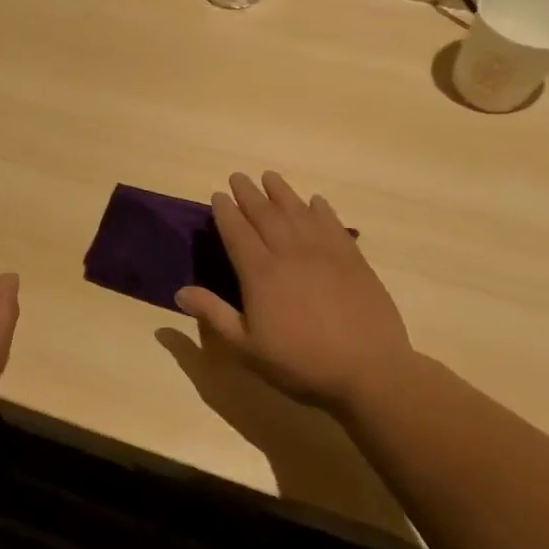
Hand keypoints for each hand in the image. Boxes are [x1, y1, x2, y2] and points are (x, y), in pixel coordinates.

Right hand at [175, 172, 412, 412]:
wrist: (370, 372)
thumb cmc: (301, 363)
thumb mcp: (247, 347)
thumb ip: (214, 314)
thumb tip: (179, 292)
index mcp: (260, 273)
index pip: (237, 232)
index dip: (225, 212)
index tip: (217, 195)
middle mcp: (290, 253)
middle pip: (265, 214)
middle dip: (249, 193)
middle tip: (238, 176)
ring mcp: (325, 253)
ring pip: (298, 212)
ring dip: (282, 192)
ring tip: (270, 177)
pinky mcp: (354, 260)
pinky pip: (333, 225)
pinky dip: (322, 210)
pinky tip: (316, 201)